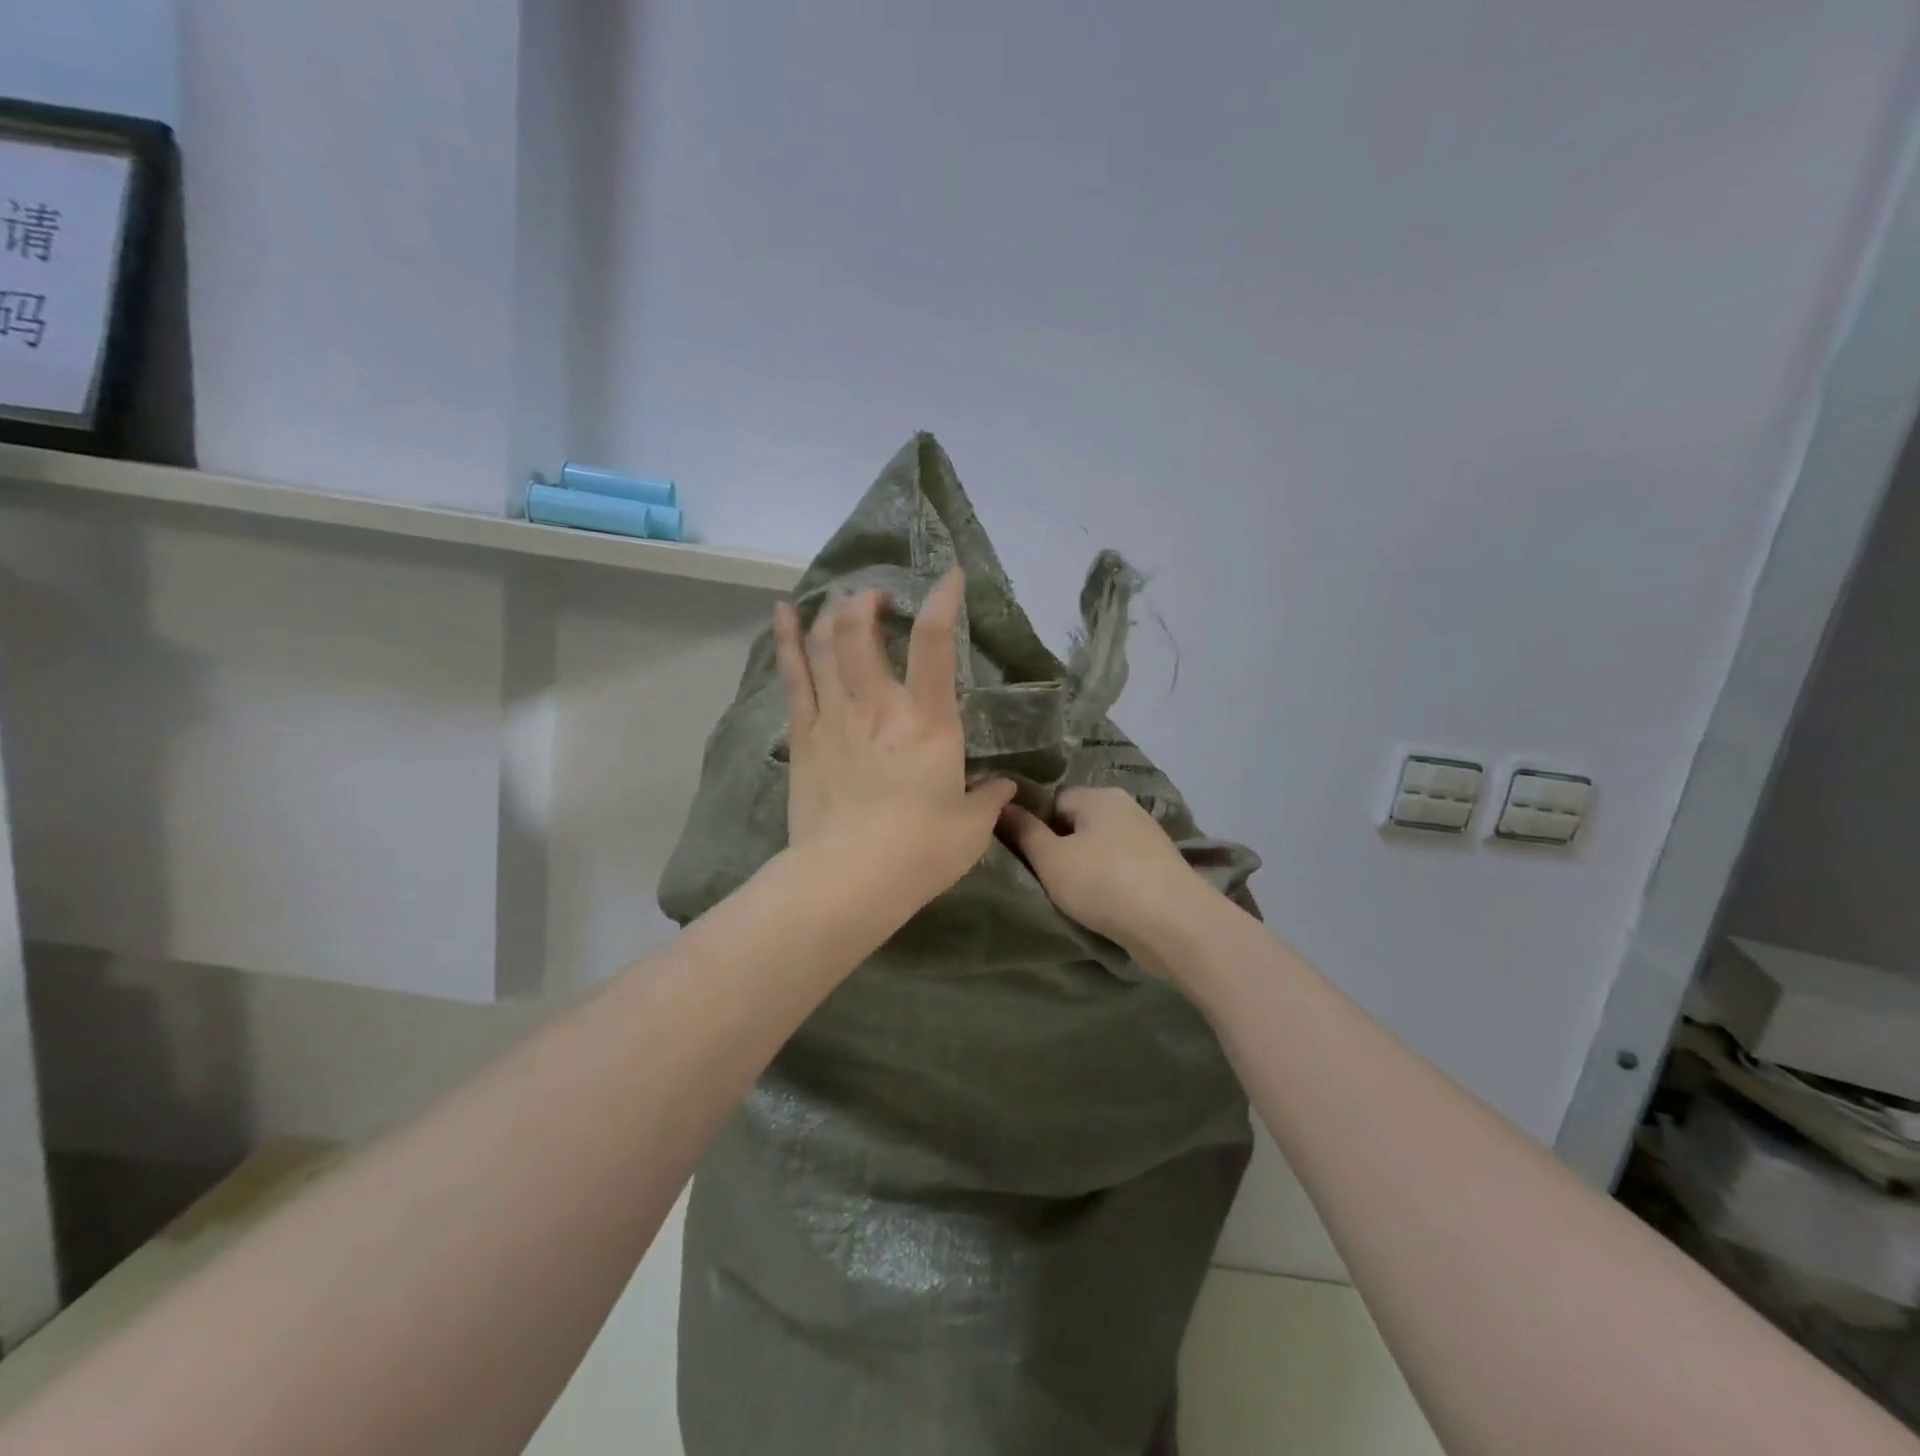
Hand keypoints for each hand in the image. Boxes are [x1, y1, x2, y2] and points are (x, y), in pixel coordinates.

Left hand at [773, 570, 1015, 903]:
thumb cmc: (919, 853)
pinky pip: (794, 676)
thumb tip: (1004, 786)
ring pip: (825, 644)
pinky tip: (784, 612)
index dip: (944, 600)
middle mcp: (878, 706)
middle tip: (879, 598)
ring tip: (843, 600)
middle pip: (862, 630)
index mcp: (928, 721)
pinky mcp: (803, 737)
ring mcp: (834, 717)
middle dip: (869, 601)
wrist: (848, 880)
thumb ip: (989, 799)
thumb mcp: (971, 828)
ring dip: (833, 612)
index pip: (935, 643)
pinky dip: (788, 639)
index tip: (952, 577)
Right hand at [999, 787, 1204, 950]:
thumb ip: (1023, 831)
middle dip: (1059, 849)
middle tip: (1043, 879)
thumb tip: (1000, 804)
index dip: (1033, 827)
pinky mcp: (1159, 867)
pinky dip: (1107, 882)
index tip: (1024, 858)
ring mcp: (1146, 837)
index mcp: (1098, 795)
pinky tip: (1101, 904)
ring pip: (1098, 848)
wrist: (1176, 925)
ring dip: (1084, 868)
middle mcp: (1125, 807)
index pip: (1052, 801)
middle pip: (1076, 823)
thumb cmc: (1105, 883)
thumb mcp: (1051, 859)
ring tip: (1072, 897)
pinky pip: (1119, 867)